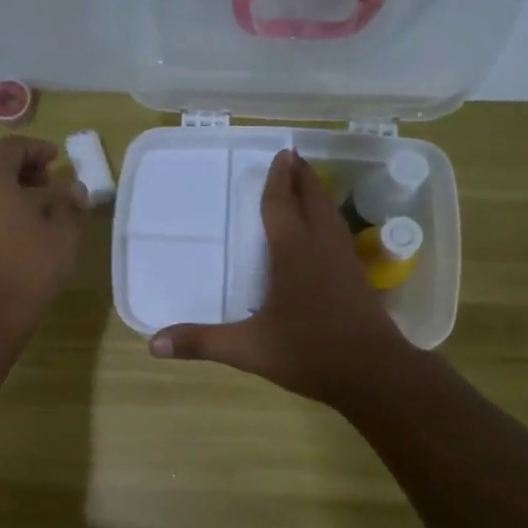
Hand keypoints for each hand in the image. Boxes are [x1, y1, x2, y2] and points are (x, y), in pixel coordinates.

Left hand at [0, 136, 86, 344]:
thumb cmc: (26, 269)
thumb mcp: (62, 236)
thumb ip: (69, 205)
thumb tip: (74, 188)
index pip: (12, 147)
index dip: (37, 149)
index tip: (57, 159)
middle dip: (21, 168)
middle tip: (47, 181)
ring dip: (6, 190)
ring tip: (33, 207)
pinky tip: (13, 231)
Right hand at [149, 148, 411, 406]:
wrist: (374, 373)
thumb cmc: (309, 353)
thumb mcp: (249, 349)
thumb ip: (202, 342)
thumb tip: (153, 344)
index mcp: (293, 253)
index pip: (282, 205)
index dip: (278, 180)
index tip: (280, 154)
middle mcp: (321, 247)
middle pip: (313, 199)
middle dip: (302, 176)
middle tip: (292, 157)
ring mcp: (344, 260)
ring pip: (331, 214)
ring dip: (318, 193)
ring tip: (308, 182)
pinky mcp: (358, 277)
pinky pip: (339, 232)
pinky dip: (329, 217)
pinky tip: (325, 230)